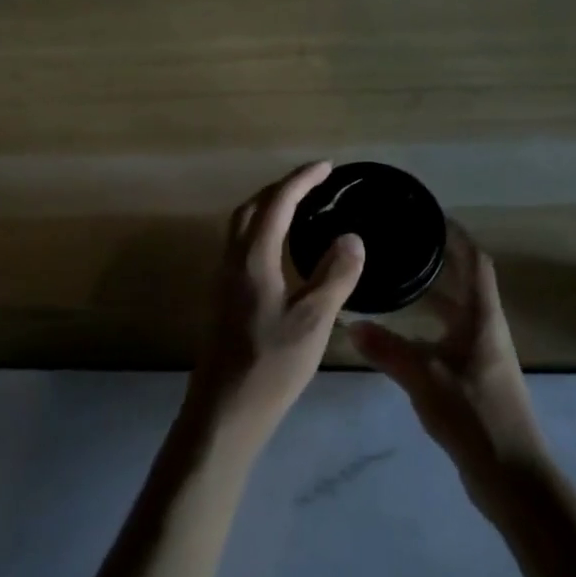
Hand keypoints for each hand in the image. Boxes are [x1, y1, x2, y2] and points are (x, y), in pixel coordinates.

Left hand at [190, 162, 365, 438]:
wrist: (225, 409)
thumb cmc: (271, 363)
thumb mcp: (314, 319)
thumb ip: (334, 275)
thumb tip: (351, 237)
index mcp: (253, 258)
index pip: (277, 203)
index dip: (301, 179)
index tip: (327, 167)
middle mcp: (232, 261)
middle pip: (252, 208)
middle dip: (281, 188)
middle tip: (313, 183)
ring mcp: (224, 280)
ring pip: (243, 228)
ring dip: (269, 208)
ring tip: (301, 208)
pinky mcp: (224, 299)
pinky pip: (243, 247)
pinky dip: (264, 232)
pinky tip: (282, 252)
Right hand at [350, 222, 547, 510]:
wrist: (512, 475)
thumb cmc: (474, 415)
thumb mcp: (424, 378)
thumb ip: (387, 349)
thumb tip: (350, 324)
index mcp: (482, 318)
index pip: (474, 262)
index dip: (456, 236)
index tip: (429, 216)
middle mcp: (485, 329)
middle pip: (465, 283)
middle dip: (438, 262)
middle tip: (401, 245)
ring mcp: (482, 356)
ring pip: (455, 313)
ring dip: (432, 295)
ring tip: (396, 281)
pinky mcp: (474, 379)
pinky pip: (448, 338)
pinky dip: (427, 327)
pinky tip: (401, 334)